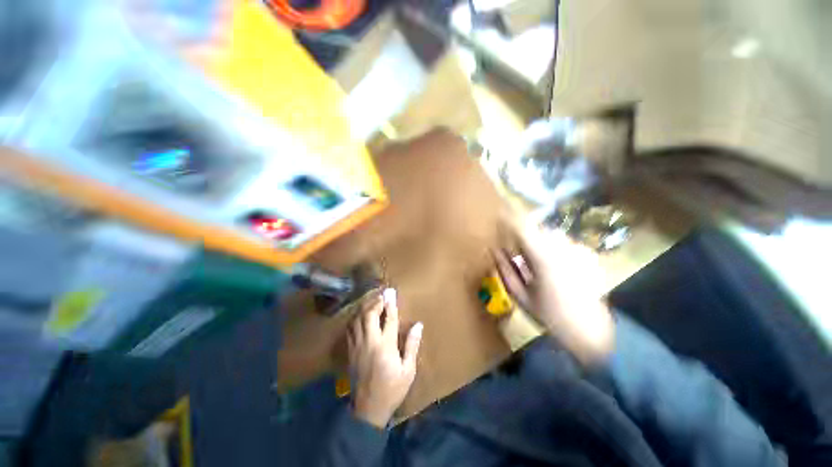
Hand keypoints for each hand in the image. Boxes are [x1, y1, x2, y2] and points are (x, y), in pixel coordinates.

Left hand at [348, 288, 422, 427]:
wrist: (368, 409)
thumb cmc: (392, 389)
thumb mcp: (408, 370)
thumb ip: (412, 345)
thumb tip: (418, 325)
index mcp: (385, 346)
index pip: (388, 319)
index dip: (390, 304)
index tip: (391, 292)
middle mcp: (369, 342)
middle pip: (368, 315)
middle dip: (375, 302)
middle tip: (382, 295)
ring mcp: (357, 346)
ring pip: (357, 320)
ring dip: (364, 308)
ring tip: (372, 301)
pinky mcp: (350, 351)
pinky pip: (350, 329)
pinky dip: (355, 319)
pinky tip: (360, 316)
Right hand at [493, 221, 614, 364]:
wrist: (591, 331)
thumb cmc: (550, 315)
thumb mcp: (520, 295)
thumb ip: (505, 269)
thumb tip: (494, 250)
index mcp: (543, 258)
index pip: (523, 227)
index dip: (509, 218)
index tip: (498, 215)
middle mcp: (562, 248)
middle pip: (537, 227)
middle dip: (522, 233)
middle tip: (514, 248)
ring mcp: (577, 250)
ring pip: (549, 233)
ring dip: (537, 239)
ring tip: (532, 258)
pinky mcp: (586, 254)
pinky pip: (562, 242)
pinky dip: (551, 247)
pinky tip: (551, 265)